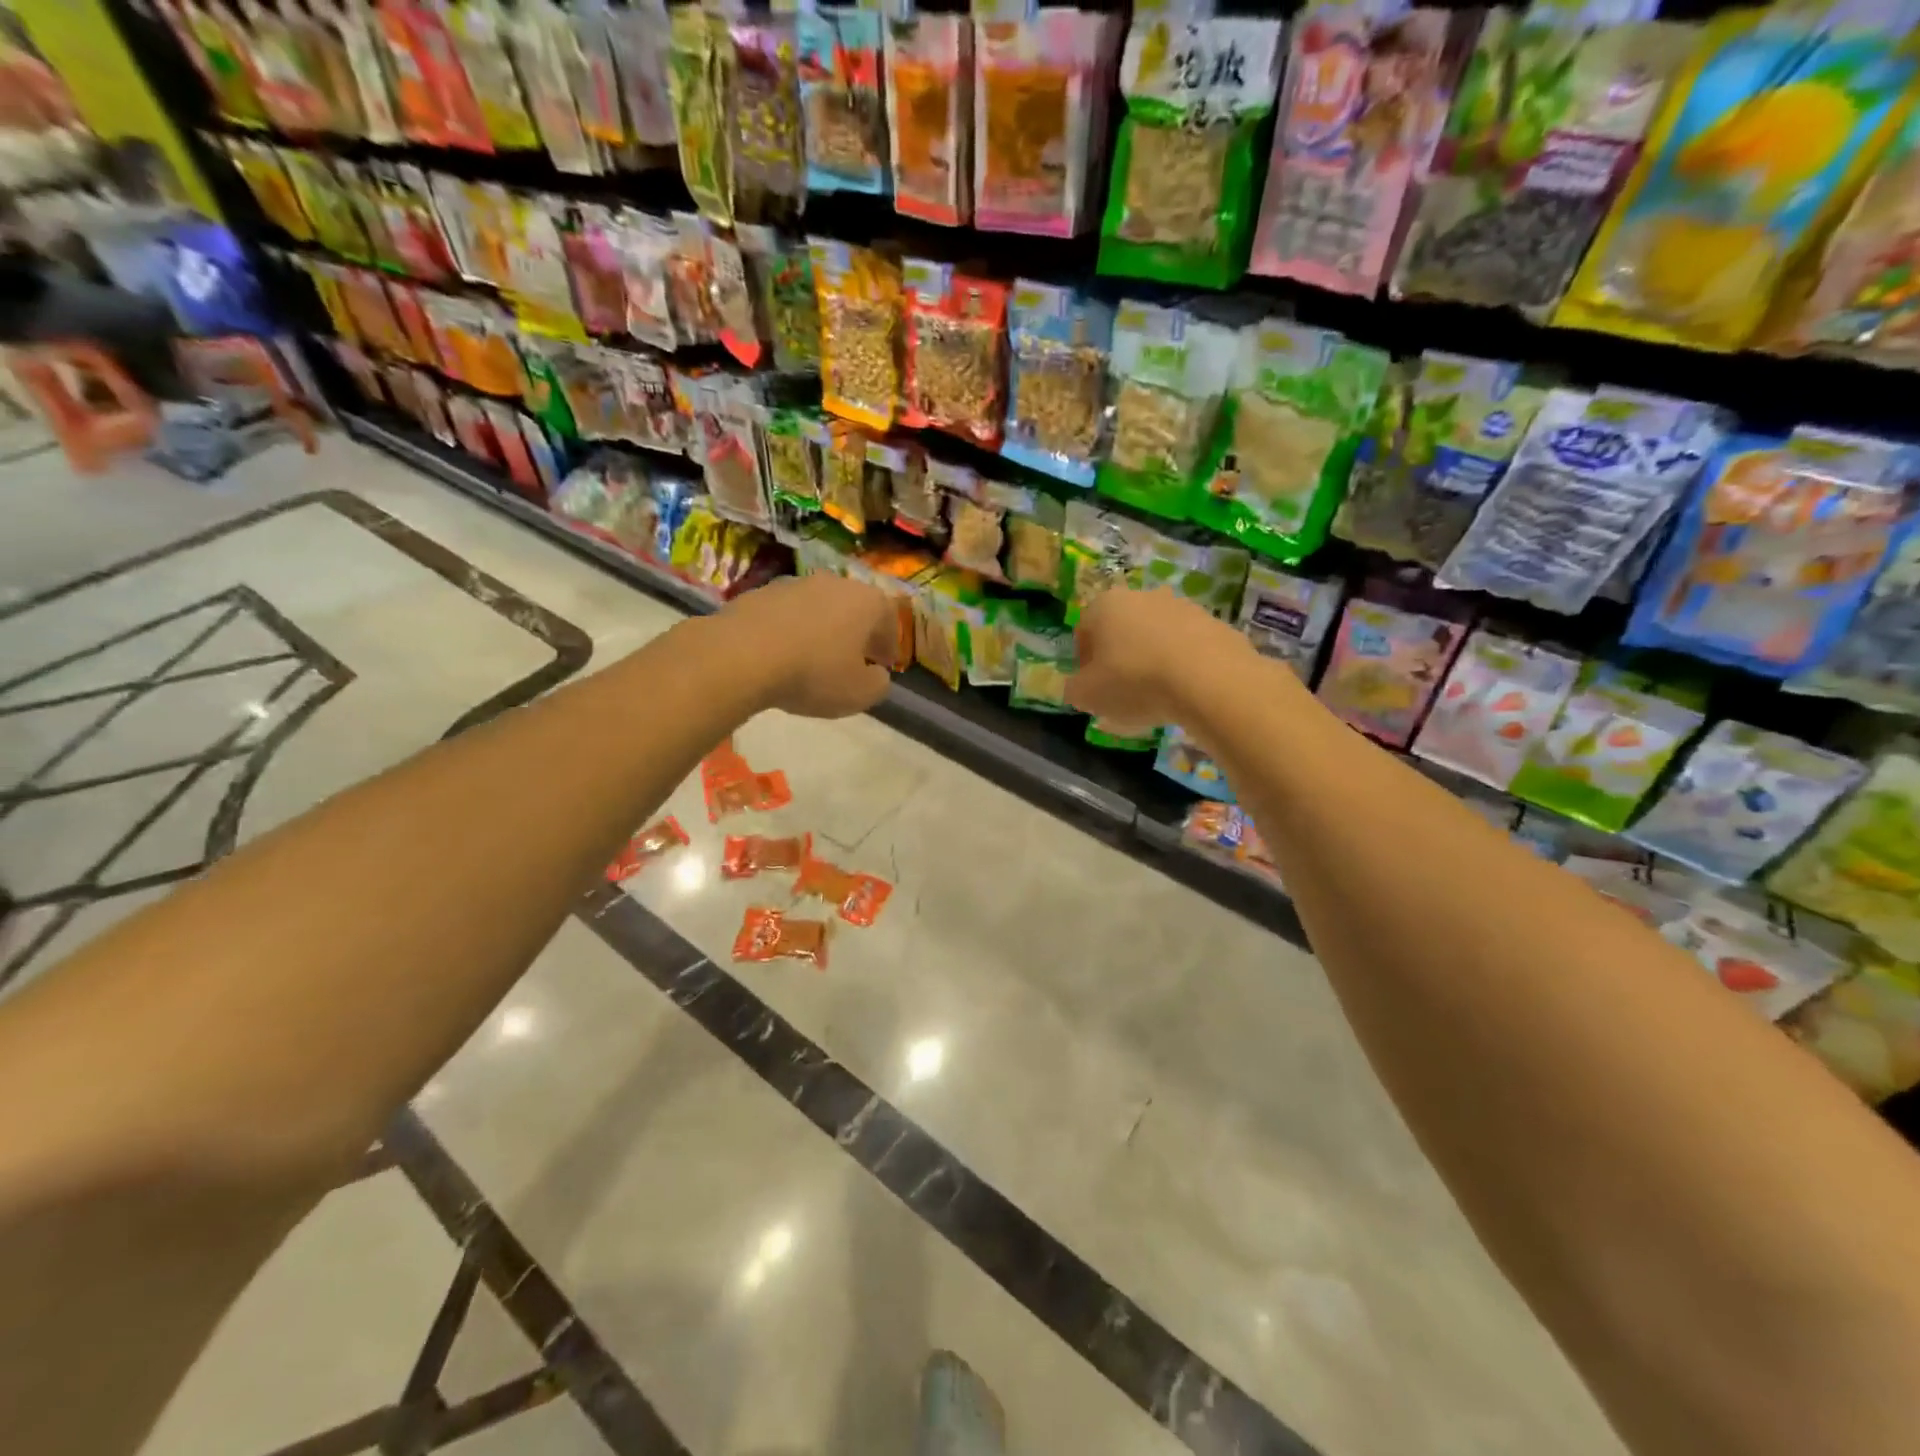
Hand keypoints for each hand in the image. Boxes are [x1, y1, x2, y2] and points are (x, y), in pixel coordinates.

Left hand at [716, 574, 897, 718]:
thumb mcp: (860, 694)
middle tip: (853, 659)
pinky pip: (786, 615)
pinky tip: (781, 655)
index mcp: (866, 602)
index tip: (884, 665)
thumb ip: (878, 684)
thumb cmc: (814, 673)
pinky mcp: (759, 593)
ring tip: (814, 658)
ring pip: (819, 608)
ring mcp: (794, 584)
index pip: (889, 619)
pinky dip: (790, 631)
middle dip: (856, 633)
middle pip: (853, 608)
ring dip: (822, 629)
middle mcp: (833, 583)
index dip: (889, 645)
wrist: (741, 655)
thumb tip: (876, 674)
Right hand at [1065, 588, 1253, 729]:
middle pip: (1121, 629)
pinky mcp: (1215, 623)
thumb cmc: (1136, 682)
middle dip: (1119, 657)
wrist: (1211, 680)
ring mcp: (1182, 606)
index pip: (1083, 630)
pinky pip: (1188, 647)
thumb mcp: (1088, 696)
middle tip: (1122, 692)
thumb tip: (1079, 687)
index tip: (1092, 688)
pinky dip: (1182, 665)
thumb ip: (1074, 689)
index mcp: (1105, 605)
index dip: (1083, 662)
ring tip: (1157, 696)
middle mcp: (1142, 596)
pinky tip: (1185, 692)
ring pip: (1156, 636)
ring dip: (1151, 660)